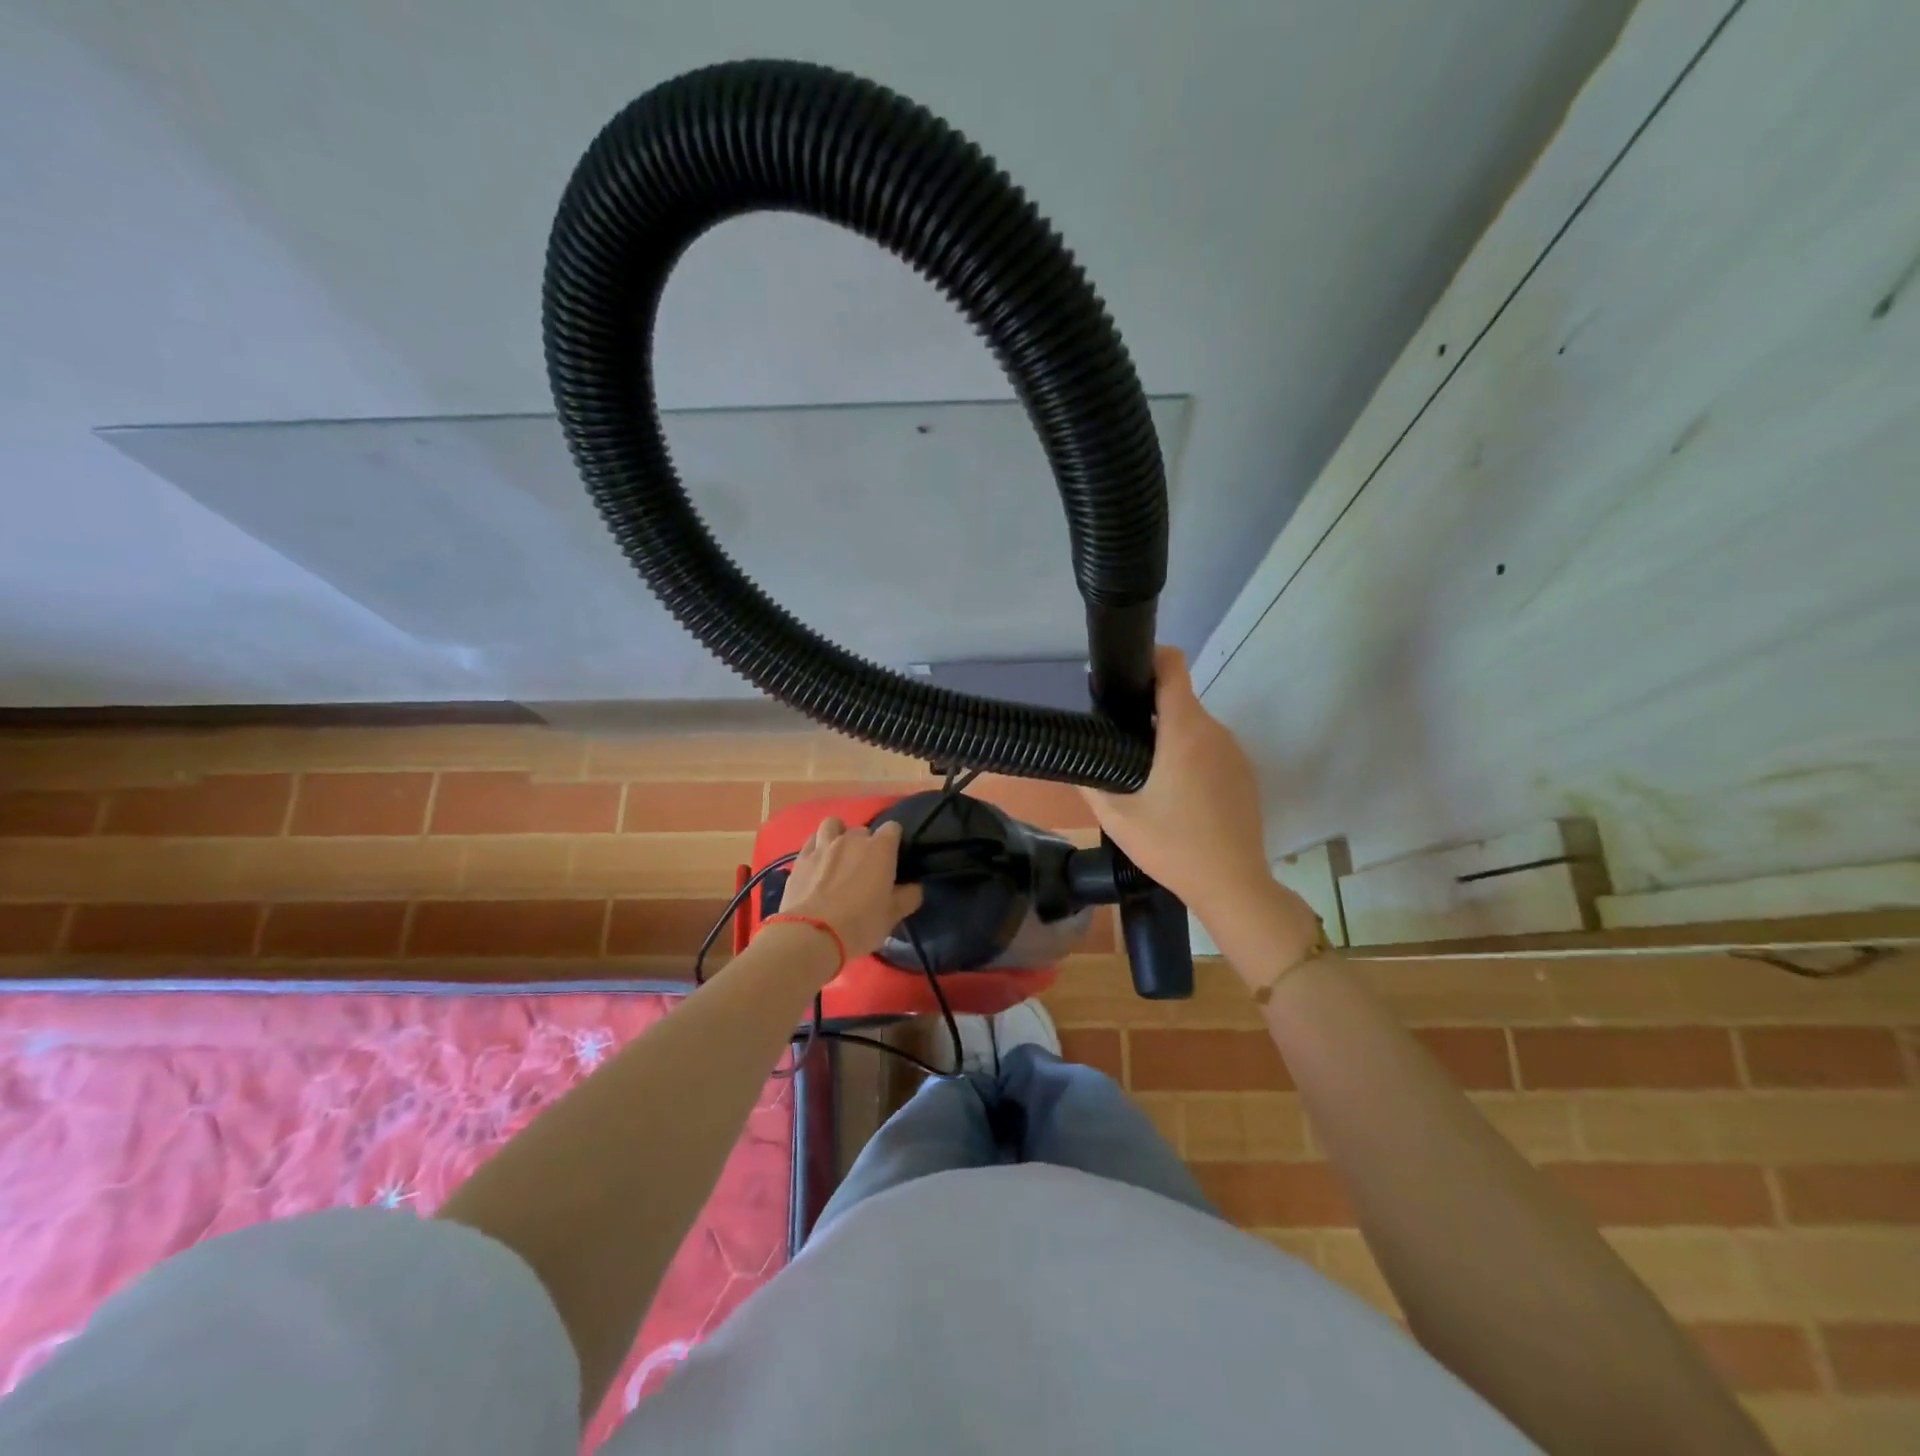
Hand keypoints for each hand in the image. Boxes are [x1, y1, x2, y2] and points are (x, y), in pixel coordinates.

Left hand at [780, 817, 922, 959]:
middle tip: (865, 867)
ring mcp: (823, 846)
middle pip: (863, 830)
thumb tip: (915, 888)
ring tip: (839, 854)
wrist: (811, 934)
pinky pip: (812, 841)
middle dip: (866, 844)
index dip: (894, 842)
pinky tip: (818, 862)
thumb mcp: (892, 916)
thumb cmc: (860, 923)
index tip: (893, 859)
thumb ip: (908, 897)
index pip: (893, 828)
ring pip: (833, 825)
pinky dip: (817, 847)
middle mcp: (852, 839)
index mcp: (880, 849)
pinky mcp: (801, 858)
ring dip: (838, 835)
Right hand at [1081, 646, 1271, 923]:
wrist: (1233, 885)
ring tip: (1144, 772)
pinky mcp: (1245, 773)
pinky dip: (1190, 756)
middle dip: (1147, 709)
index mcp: (1184, 732)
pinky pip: (1210, 748)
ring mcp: (1235, 752)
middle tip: (1117, 739)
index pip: (1172, 667)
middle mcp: (1215, 731)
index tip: (1122, 673)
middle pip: (1178, 699)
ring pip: (1194, 726)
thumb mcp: (1118, 818)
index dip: (1148, 657)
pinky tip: (1176, 794)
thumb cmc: (1172, 847)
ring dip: (1168, 736)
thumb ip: (1091, 780)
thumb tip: (1075, 756)